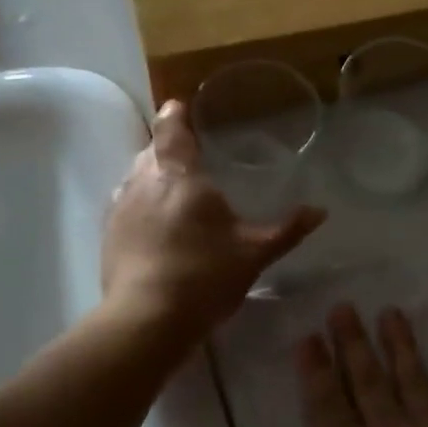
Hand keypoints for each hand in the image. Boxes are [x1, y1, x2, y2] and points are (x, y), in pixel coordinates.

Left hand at [102, 100, 325, 339]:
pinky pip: (125, 204)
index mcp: (179, 173)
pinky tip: (153, 223)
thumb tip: (320, 211)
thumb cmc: (204, 275)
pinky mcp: (108, 235)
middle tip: (190, 153)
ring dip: (152, 175)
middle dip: (168, 147)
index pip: (171, 128)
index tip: (182, 106)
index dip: (177, 114)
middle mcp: (143, 180)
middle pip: (152, 150)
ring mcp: (120, 207)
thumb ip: (287, 229)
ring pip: (135, 176)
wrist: (146, 320)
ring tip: (173, 188)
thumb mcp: (254, 253)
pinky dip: (140, 203)